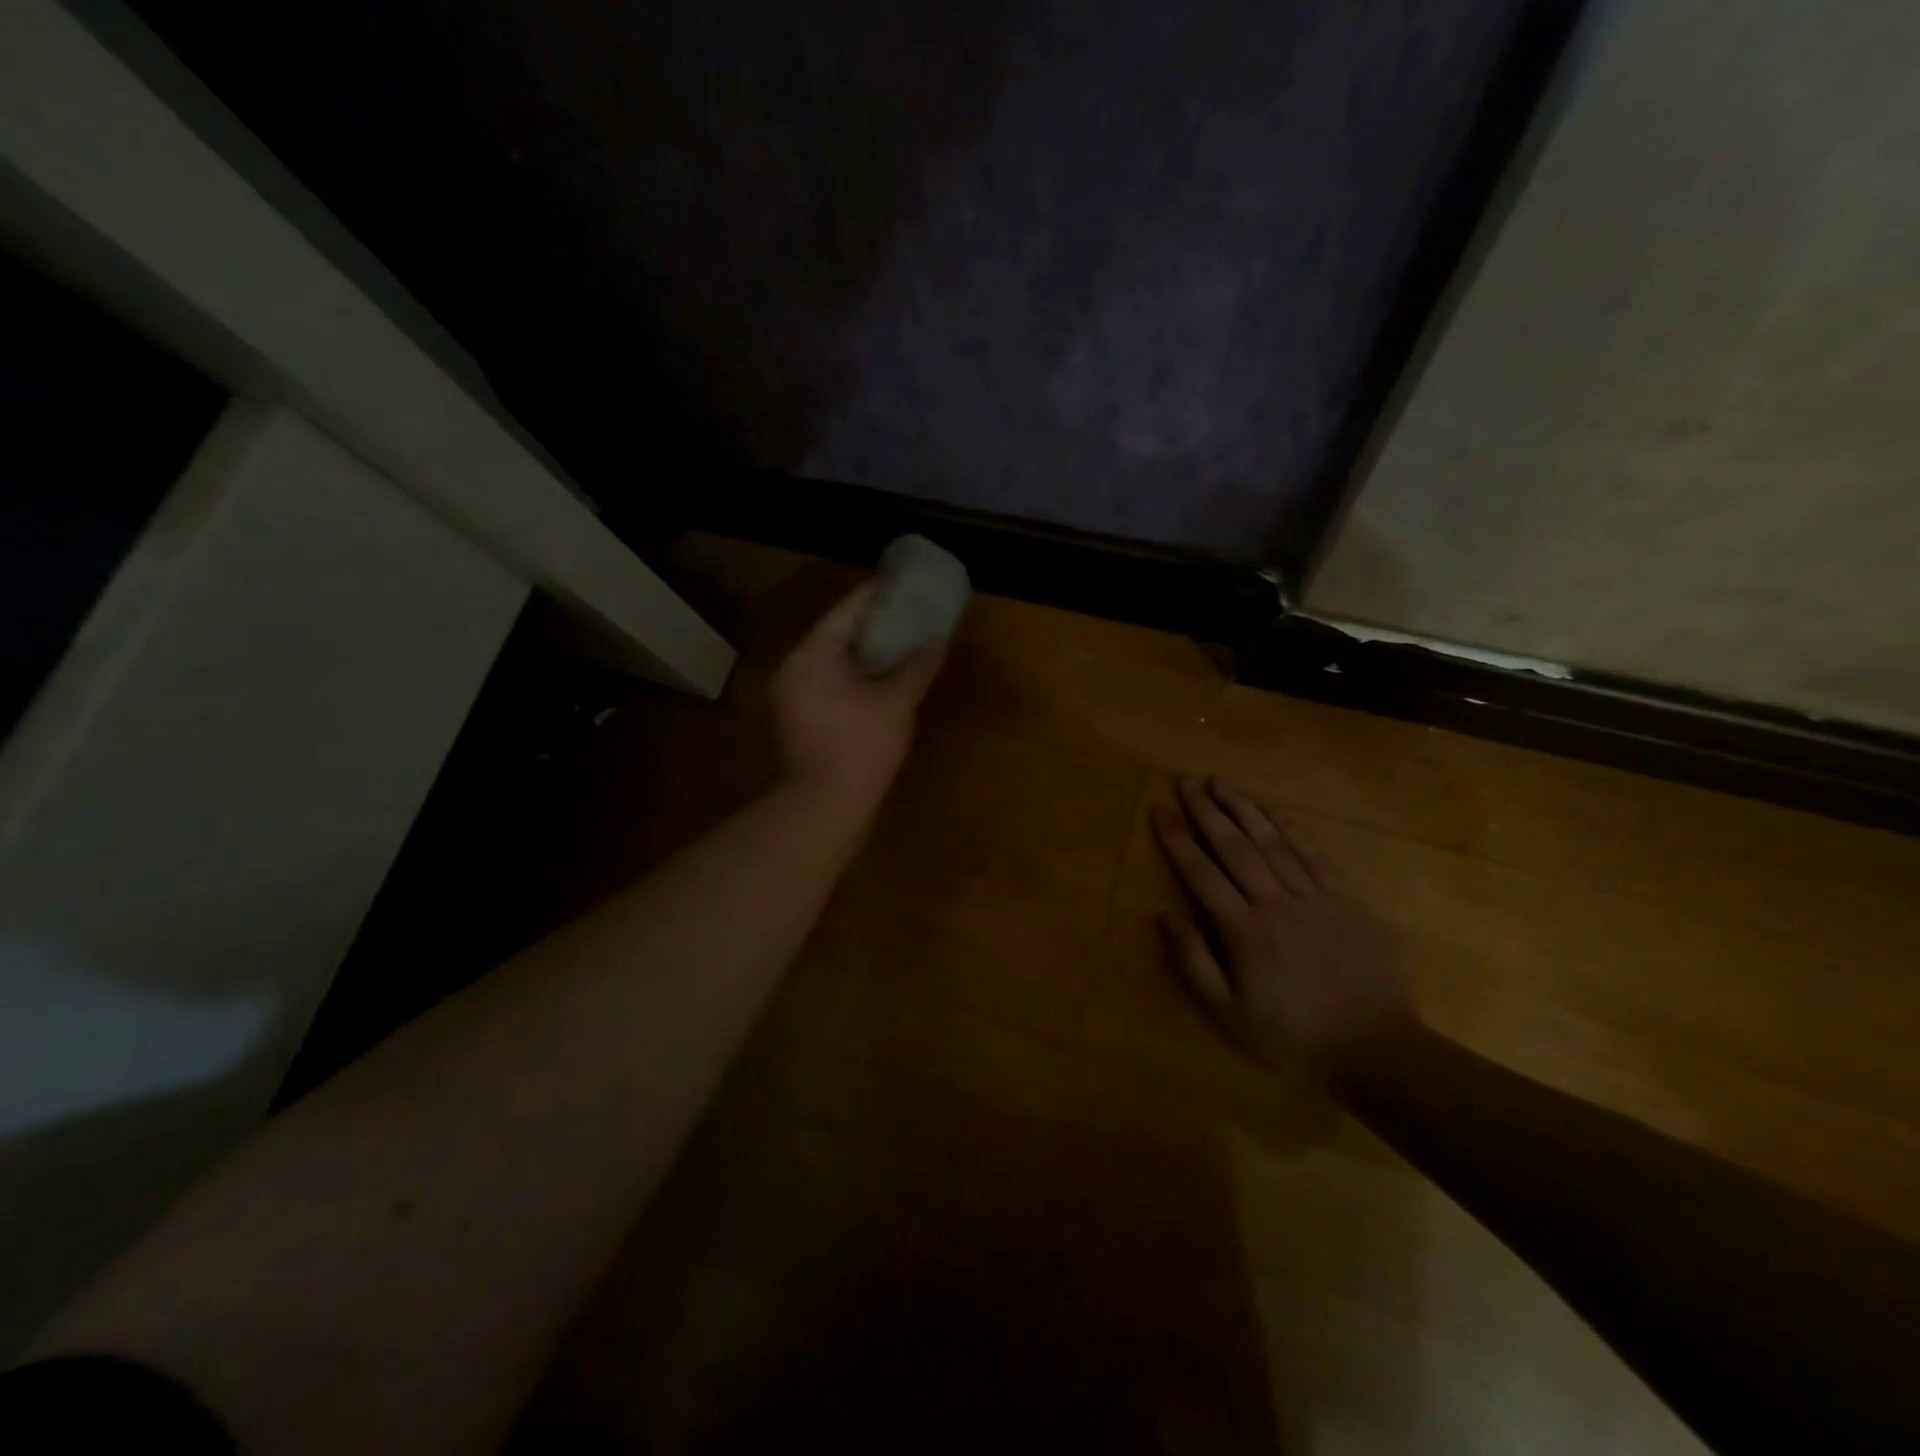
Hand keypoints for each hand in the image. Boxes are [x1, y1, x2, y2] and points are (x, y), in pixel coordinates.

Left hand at [770, 578, 946, 806]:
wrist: (825, 806)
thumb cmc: (861, 747)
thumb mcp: (897, 704)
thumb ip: (917, 668)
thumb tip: (937, 642)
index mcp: (813, 654)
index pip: (847, 610)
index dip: (877, 594)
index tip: (901, 581)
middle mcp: (793, 667)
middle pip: (835, 633)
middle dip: (872, 623)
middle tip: (906, 611)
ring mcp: (790, 695)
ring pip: (830, 660)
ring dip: (863, 651)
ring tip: (898, 642)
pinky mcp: (796, 719)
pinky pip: (826, 682)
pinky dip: (851, 675)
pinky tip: (878, 679)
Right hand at [1151, 776, 1416, 1082]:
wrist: (1377, 1048)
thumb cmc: (1294, 1035)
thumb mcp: (1230, 1013)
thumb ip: (1195, 961)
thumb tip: (1166, 915)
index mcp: (1244, 930)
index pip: (1201, 873)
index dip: (1177, 840)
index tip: (1158, 811)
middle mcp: (1276, 902)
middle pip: (1234, 846)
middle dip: (1207, 810)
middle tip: (1186, 781)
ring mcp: (1315, 897)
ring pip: (1273, 841)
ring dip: (1244, 808)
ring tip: (1221, 783)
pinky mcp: (1346, 900)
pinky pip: (1313, 855)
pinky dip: (1290, 829)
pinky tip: (1273, 812)